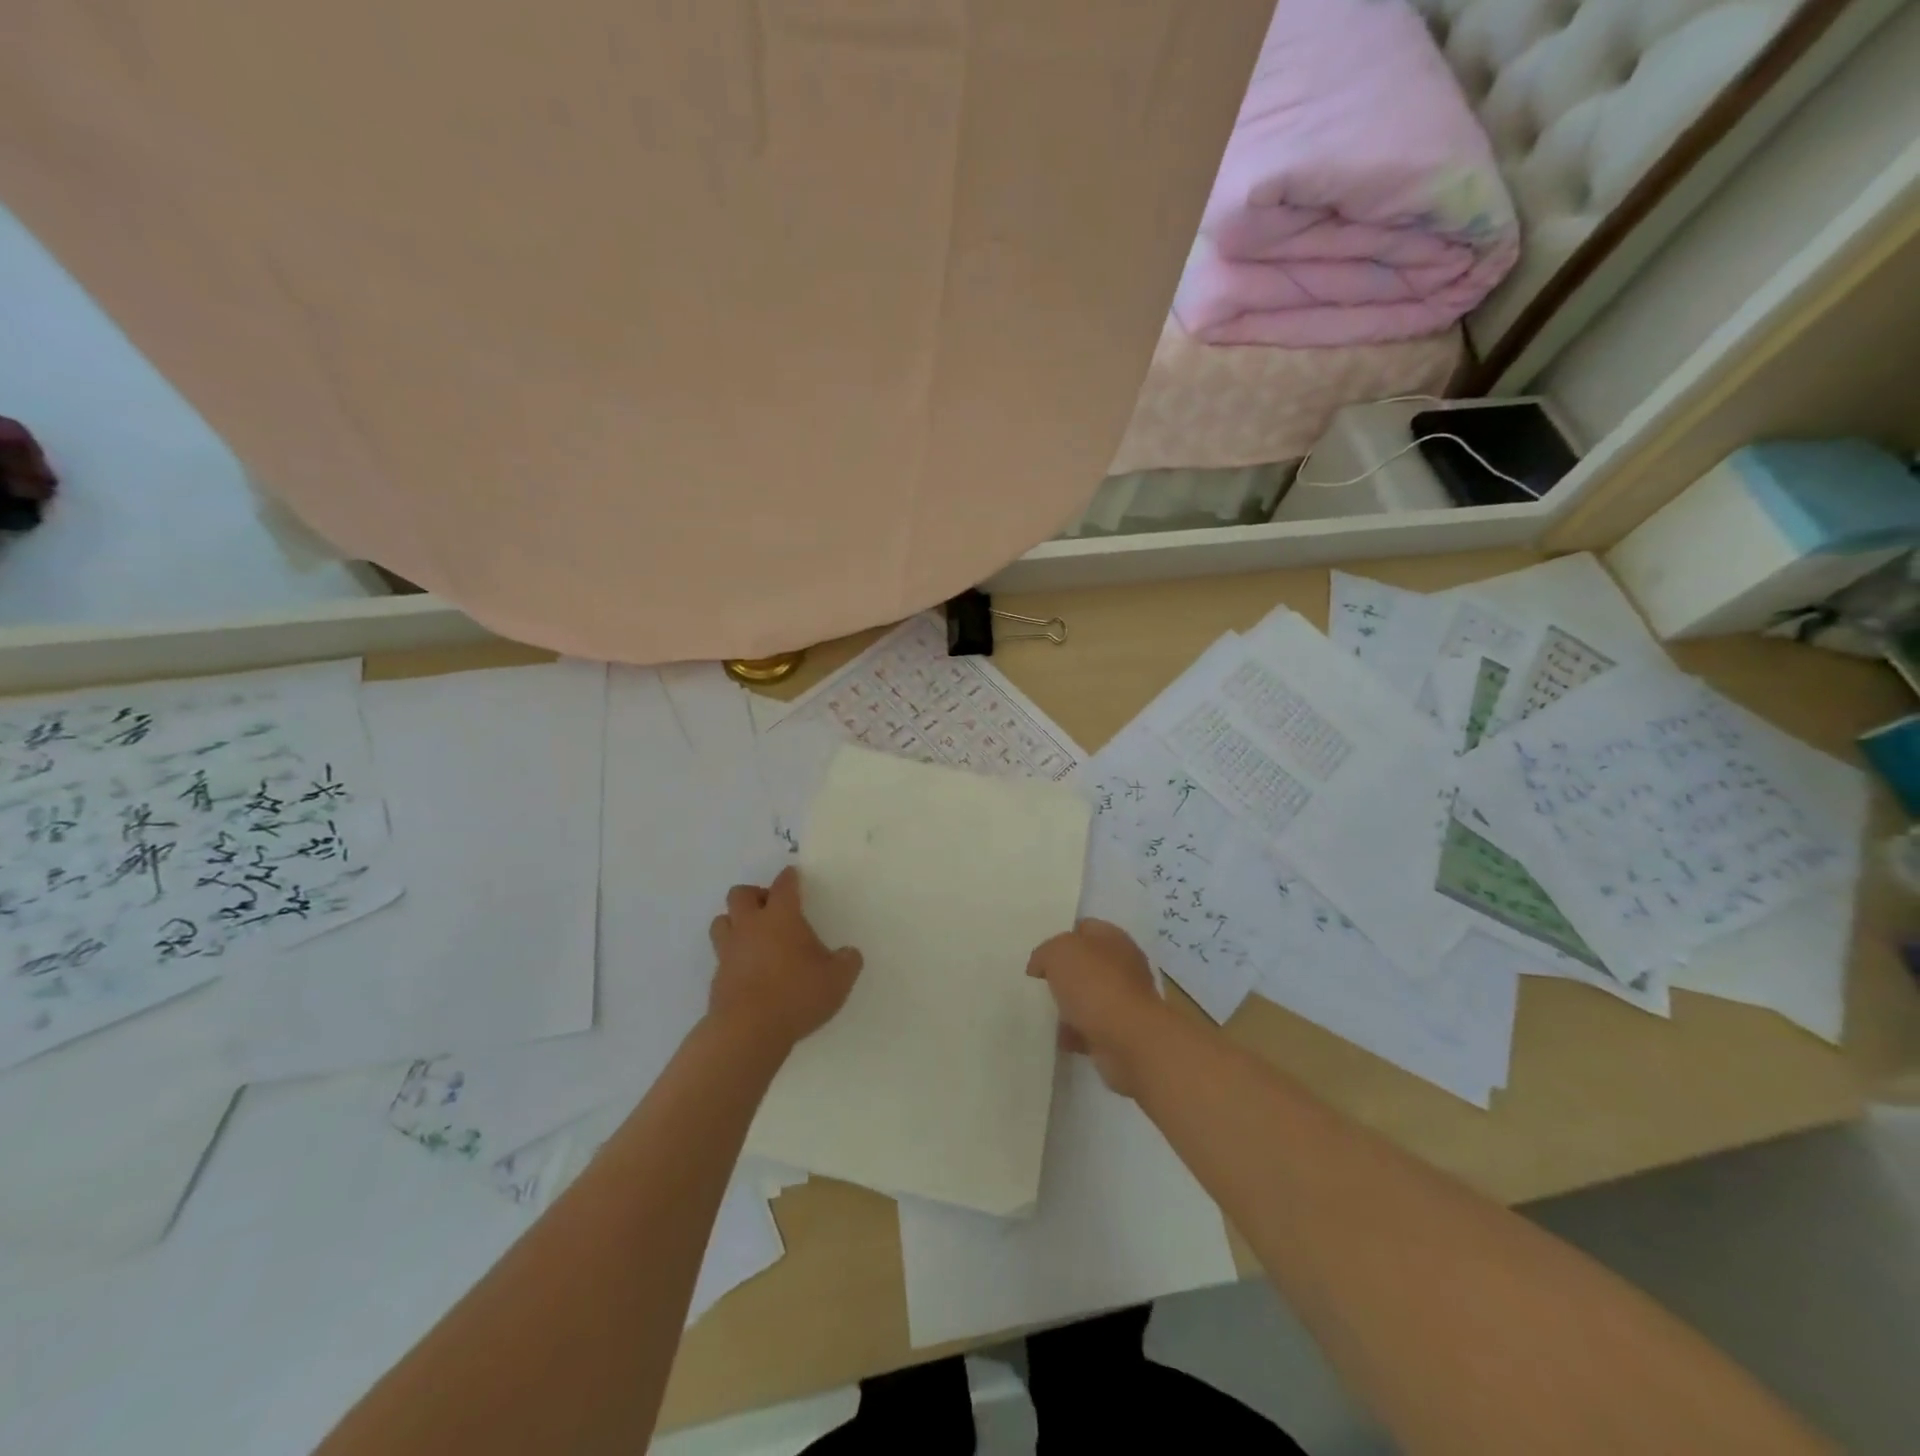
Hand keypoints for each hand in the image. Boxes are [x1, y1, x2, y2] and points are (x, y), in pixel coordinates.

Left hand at [708, 867, 862, 1050]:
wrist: (748, 1032)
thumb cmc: (797, 995)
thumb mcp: (838, 979)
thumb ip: (847, 962)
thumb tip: (849, 954)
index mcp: (781, 917)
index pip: (783, 885)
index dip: (790, 878)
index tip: (794, 876)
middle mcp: (750, 926)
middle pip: (741, 894)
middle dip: (755, 895)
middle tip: (772, 909)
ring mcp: (729, 951)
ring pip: (722, 921)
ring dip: (735, 922)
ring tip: (754, 936)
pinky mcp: (717, 977)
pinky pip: (721, 955)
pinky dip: (733, 955)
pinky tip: (749, 970)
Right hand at [1027, 919, 1169, 1096]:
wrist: (1129, 1039)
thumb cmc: (1094, 984)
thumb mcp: (1058, 952)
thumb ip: (1045, 953)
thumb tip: (1040, 966)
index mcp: (1112, 937)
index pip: (1082, 928)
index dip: (1059, 938)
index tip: (1039, 957)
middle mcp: (1123, 964)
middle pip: (1085, 964)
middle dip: (1063, 974)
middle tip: (1038, 985)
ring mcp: (1124, 999)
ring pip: (1087, 996)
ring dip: (1067, 1005)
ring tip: (1042, 1013)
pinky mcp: (1122, 1030)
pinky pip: (1090, 1027)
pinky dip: (1074, 1032)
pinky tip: (1057, 1037)